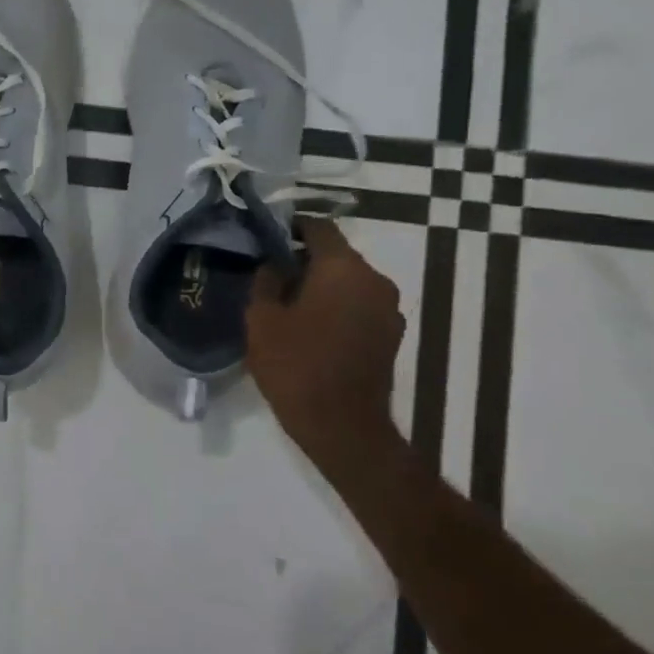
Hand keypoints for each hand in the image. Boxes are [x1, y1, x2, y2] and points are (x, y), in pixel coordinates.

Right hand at [246, 219, 405, 452]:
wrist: (341, 425)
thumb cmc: (295, 365)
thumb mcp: (262, 319)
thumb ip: (266, 281)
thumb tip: (274, 264)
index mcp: (343, 268)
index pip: (318, 227)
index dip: (290, 227)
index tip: (265, 238)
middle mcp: (375, 280)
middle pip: (336, 255)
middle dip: (304, 260)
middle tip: (270, 276)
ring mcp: (389, 309)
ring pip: (348, 282)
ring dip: (321, 286)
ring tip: (288, 304)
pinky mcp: (391, 334)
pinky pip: (359, 305)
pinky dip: (337, 307)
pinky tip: (311, 327)